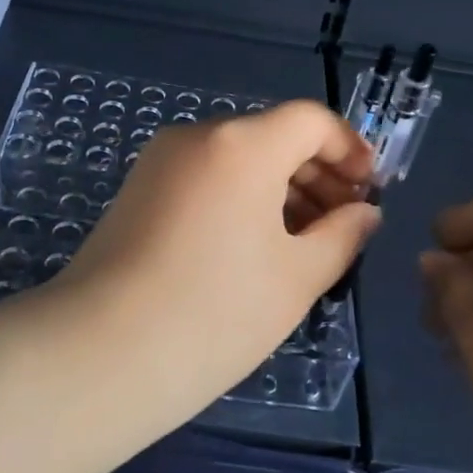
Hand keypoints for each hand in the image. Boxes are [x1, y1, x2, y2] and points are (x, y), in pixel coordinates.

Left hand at [58, 101, 380, 420]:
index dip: (350, 149)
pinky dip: (240, 197)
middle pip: (272, 135)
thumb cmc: (216, 312)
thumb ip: (343, 235)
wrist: (102, 352)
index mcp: (242, 144)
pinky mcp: (137, 191)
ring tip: (304, 243)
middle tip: (343, 224)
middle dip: (317, 173)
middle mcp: (198, 136)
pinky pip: (205, 177)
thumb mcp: (298, 276)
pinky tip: (254, 247)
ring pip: (237, 158)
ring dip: (279, 188)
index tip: (370, 191)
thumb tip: (364, 212)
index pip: (310, 119)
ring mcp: (160, 162)